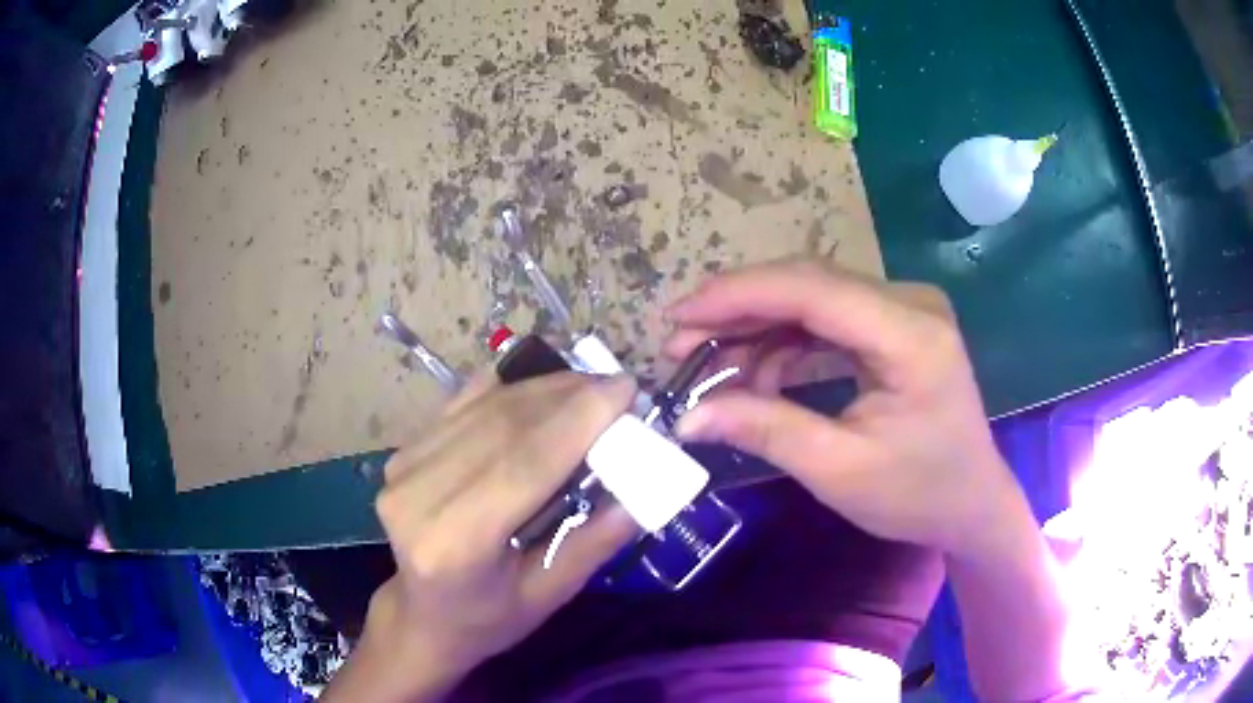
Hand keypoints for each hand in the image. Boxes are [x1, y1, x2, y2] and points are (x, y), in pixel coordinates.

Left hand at [346, 373, 638, 698]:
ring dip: (542, 388)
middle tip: (615, 387)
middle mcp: (418, 496)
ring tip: (587, 388)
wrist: (422, 615)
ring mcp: (403, 468)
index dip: (578, 419)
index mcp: (455, 543)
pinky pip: (463, 404)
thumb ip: (594, 542)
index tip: (625, 389)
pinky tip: (542, 392)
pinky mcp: (402, 452)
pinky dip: (508, 391)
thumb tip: (643, 485)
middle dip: (567, 396)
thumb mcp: (549, 596)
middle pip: (503, 426)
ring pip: (484, 407)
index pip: (524, 464)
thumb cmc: (488, 618)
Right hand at [667, 258, 1026, 557]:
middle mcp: (910, 304)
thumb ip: (765, 431)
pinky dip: (785, 344)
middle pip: (808, 284)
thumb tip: (686, 416)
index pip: (813, 289)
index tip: (678, 318)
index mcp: (910, 335)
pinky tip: (754, 374)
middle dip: (738, 310)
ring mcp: (904, 310)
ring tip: (709, 367)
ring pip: (812, 299)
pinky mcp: (895, 326)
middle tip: (679, 345)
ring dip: (757, 329)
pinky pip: (828, 320)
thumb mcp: (839, 470)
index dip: (739, 295)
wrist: (971, 503)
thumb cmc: (917, 494)